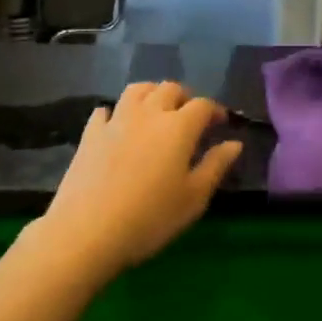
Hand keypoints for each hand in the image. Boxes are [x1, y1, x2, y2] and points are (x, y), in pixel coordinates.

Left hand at [40, 82, 243, 272]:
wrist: (87, 231)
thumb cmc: (150, 218)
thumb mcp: (193, 198)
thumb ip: (216, 166)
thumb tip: (235, 143)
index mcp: (178, 127)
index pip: (202, 105)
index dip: (215, 110)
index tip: (220, 124)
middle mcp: (148, 114)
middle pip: (169, 89)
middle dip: (185, 97)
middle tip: (190, 117)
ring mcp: (116, 120)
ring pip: (137, 90)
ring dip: (152, 94)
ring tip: (157, 111)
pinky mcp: (90, 133)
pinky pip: (105, 111)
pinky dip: (116, 113)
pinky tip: (118, 126)